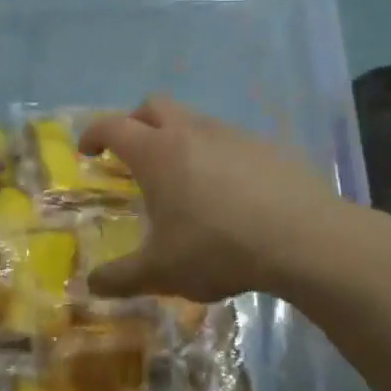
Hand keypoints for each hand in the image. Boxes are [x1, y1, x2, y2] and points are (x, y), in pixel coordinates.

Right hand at [78, 96, 355, 301]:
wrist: (302, 239)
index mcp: (158, 153)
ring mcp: (234, 135)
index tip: (87, 150)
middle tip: (133, 153)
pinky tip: (230, 191)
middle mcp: (192, 132)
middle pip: (154, 106)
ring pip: (196, 120)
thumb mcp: (160, 272)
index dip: (94, 133)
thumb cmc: (218, 249)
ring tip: (184, 178)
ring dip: (179, 138)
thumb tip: (92, 285)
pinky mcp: (268, 147)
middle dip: (136, 122)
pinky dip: (217, 155)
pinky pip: (231, 140)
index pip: (113, 126)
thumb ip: (120, 278)